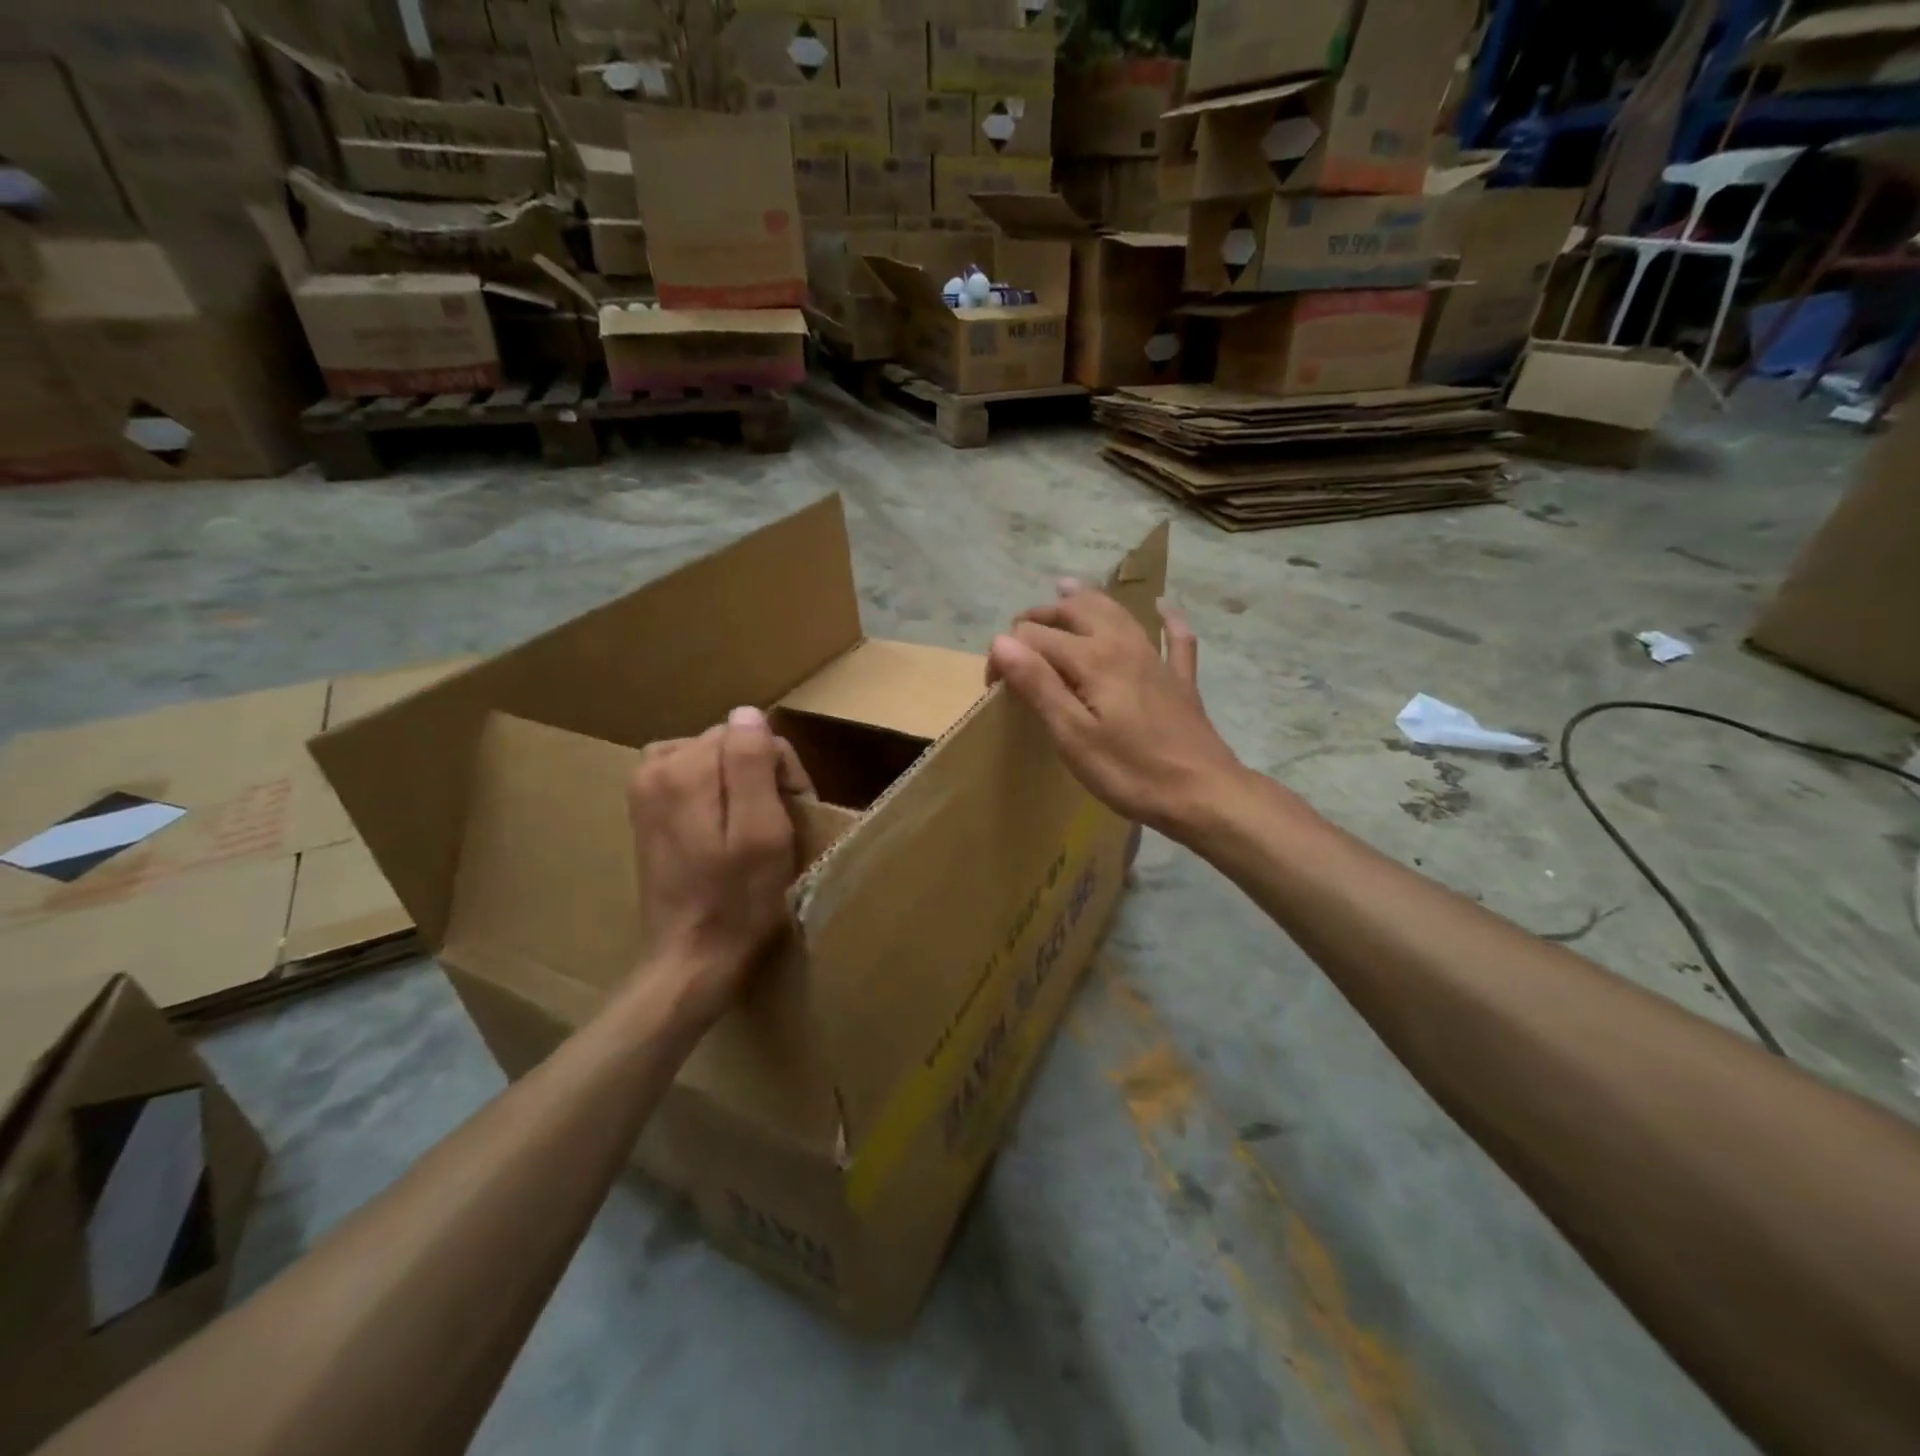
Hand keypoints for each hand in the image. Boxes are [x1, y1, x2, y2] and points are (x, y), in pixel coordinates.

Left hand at [625, 707, 813, 1022]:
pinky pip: (692, 779)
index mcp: (682, 768)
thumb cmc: (739, 902)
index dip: (780, 770)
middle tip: (775, 829)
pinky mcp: (646, 813)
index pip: (751, 735)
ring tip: (752, 829)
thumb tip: (748, 713)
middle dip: (759, 775)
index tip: (791, 814)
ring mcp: (644, 791)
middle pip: (728, 744)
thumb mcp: (762, 832)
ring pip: (713, 761)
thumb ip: (752, 765)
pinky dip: (716, 795)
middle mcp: (654, 768)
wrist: (691, 961)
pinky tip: (725, 830)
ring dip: (739, 785)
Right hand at [988, 583, 1245, 836]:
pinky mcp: (1180, 680)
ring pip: (1118, 613)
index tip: (994, 684)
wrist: (1203, 794)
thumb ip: (1037, 685)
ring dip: (1088, 599)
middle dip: (1042, 614)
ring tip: (1065, 589)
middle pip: (1077, 611)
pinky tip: (1164, 607)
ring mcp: (1156, 659)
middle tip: (1019, 632)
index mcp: (1092, 659)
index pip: (1035, 636)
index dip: (1008, 652)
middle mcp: (1123, 645)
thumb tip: (1002, 641)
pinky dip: (1166, 618)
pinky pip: (1175, 637)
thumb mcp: (1072, 735)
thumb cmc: (1129, 771)